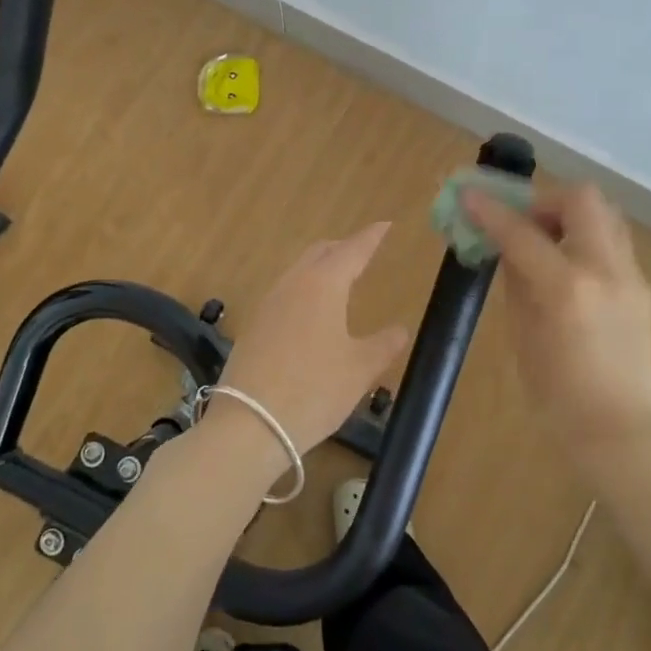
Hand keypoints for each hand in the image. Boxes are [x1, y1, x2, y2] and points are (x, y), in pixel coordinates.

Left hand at [207, 223, 410, 477]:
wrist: (249, 425)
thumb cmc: (314, 391)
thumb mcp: (360, 370)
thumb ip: (384, 344)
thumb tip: (401, 329)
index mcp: (323, 284)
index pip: (353, 249)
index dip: (371, 237)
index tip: (385, 225)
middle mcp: (293, 284)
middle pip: (320, 252)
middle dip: (344, 247)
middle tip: (364, 252)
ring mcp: (268, 303)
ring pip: (299, 271)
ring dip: (321, 267)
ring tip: (339, 280)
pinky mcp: (253, 326)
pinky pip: (284, 293)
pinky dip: (304, 289)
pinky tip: (310, 313)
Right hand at [463, 183, 650, 465]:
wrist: (616, 429)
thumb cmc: (555, 393)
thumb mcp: (521, 333)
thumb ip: (516, 280)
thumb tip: (507, 246)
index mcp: (566, 288)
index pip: (522, 232)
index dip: (491, 211)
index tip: (468, 195)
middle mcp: (605, 270)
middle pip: (581, 199)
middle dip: (545, 200)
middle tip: (523, 222)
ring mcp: (631, 276)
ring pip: (605, 214)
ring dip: (570, 215)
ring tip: (548, 241)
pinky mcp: (644, 287)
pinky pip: (612, 243)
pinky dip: (586, 240)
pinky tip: (570, 269)